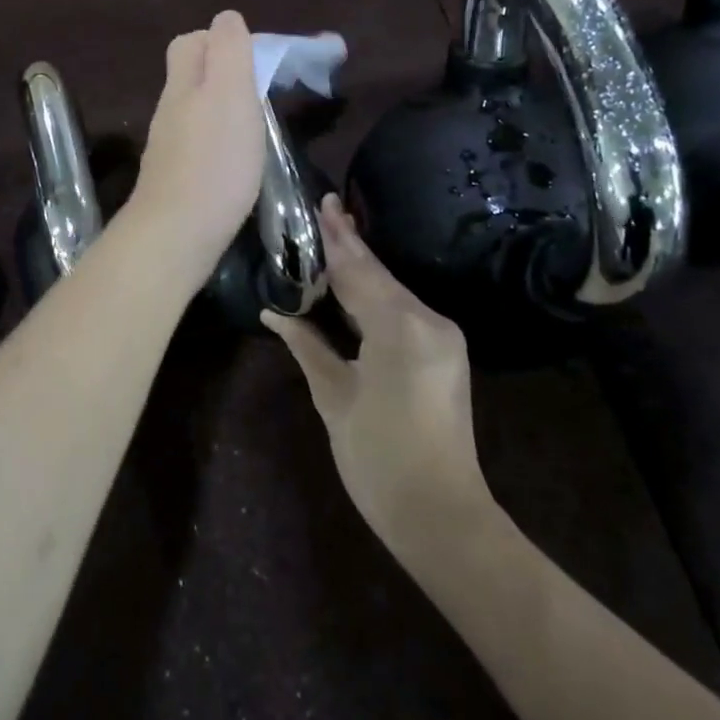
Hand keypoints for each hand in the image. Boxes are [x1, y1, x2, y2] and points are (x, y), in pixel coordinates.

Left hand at [127, 11, 266, 286]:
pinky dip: (217, 139)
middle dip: (223, 71)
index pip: (192, 41)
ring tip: (255, 124)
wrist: (176, 234)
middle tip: (259, 89)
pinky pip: (197, 142)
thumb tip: (226, 18)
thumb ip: (228, 51)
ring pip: (194, 109)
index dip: (222, 39)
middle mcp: (170, 109)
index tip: (258, 58)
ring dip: (222, 107)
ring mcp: (168, 145)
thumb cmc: (214, 161)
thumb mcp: (230, 94)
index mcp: (184, 84)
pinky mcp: (174, 178)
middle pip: (190, 74)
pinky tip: (236, 159)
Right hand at [263, 196, 493, 550]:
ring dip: (362, 267)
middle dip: (350, 244)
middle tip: (327, 207)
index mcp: (399, 329)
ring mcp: (442, 335)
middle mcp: (428, 321)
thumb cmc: (379, 459)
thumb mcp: (334, 398)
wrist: (442, 515)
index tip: (321, 203)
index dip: (334, 240)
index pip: (357, 272)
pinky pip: (402, 309)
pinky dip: (375, 293)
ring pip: (391, 289)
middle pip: (378, 274)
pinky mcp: (444, 350)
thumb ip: (307, 346)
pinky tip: (355, 280)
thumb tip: (275, 313)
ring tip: (334, 234)